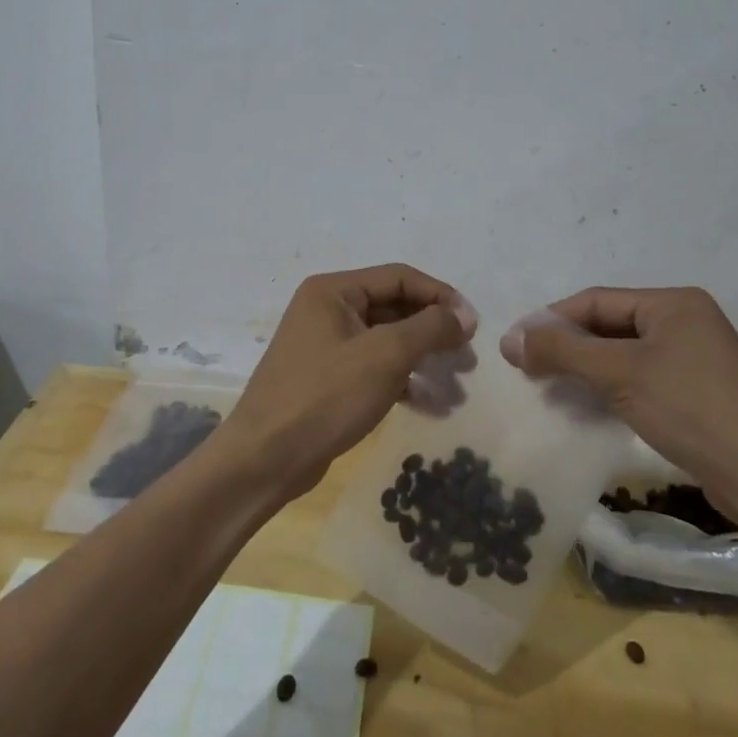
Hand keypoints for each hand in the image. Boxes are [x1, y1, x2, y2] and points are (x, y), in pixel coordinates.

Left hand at [220, 264, 477, 502]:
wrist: (265, 459)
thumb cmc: (325, 397)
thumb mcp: (385, 356)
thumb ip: (429, 328)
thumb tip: (464, 315)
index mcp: (333, 290)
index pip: (399, 277)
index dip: (440, 296)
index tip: (473, 326)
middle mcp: (326, 309)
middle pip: (393, 306)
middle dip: (433, 330)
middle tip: (466, 359)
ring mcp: (324, 344)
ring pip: (386, 339)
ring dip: (421, 358)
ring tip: (454, 384)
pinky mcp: (326, 378)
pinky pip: (373, 366)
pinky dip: (401, 379)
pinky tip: (427, 403)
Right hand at [499, 287, 737, 506]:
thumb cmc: (692, 409)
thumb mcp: (619, 374)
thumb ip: (562, 351)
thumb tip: (510, 339)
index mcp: (673, 303)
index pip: (595, 301)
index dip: (550, 321)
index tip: (514, 348)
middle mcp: (686, 322)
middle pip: (609, 326)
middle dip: (567, 348)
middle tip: (528, 372)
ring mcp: (695, 360)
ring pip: (623, 356)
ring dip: (585, 372)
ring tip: (549, 392)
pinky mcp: (698, 395)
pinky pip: (641, 380)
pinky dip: (610, 390)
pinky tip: (587, 409)